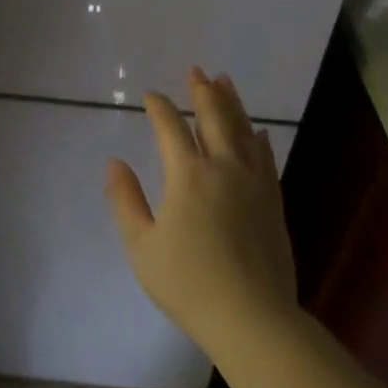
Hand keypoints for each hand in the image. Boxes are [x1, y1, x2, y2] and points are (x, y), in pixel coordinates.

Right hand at [105, 68, 297, 347]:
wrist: (251, 317)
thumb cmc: (186, 283)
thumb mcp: (141, 245)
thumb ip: (125, 200)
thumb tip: (114, 162)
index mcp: (188, 176)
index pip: (171, 128)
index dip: (159, 108)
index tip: (151, 95)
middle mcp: (224, 169)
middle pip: (214, 119)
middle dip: (202, 92)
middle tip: (197, 70)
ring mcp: (254, 184)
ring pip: (244, 132)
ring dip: (233, 104)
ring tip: (226, 82)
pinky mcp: (273, 202)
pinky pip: (265, 158)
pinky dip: (258, 140)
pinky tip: (259, 132)